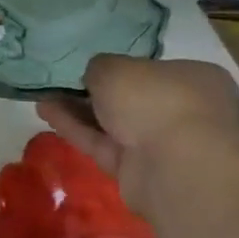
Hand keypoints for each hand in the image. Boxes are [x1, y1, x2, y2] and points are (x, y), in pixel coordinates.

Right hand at [36, 55, 238, 208]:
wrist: (175, 166)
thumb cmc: (155, 99)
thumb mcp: (114, 67)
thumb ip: (99, 67)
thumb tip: (95, 76)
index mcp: (195, 79)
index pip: (154, 70)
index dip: (121, 68)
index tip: (90, 68)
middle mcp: (184, 111)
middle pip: (131, 99)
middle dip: (94, 93)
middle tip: (60, 84)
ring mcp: (163, 145)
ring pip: (114, 124)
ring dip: (78, 111)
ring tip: (43, 98)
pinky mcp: (139, 171)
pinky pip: (102, 144)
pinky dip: (75, 129)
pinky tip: (46, 113)